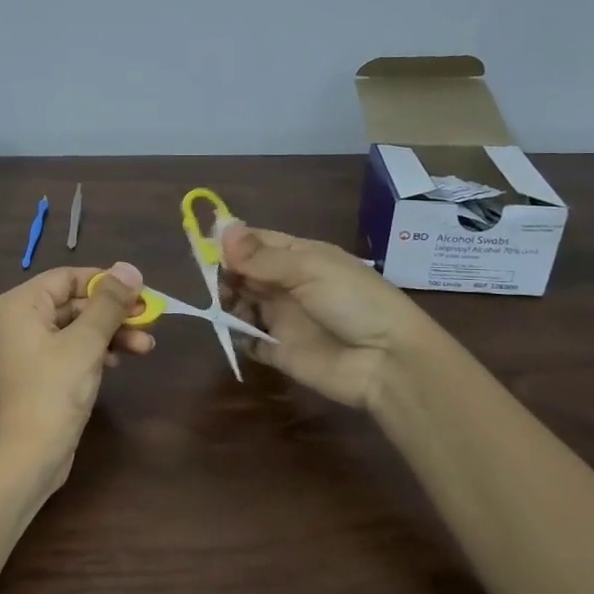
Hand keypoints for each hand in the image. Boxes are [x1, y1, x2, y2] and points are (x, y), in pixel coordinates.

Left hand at [0, 263, 153, 491]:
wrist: (22, 460)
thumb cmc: (52, 392)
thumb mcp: (86, 343)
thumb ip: (108, 303)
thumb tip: (129, 268)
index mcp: (16, 306)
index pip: (65, 278)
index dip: (104, 282)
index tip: (140, 292)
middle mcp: (10, 323)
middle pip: (69, 304)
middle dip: (111, 313)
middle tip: (149, 320)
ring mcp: (16, 352)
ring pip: (68, 330)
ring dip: (107, 334)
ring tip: (145, 347)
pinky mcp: (26, 377)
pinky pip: (60, 352)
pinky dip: (89, 353)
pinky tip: (117, 362)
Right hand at [220, 223, 423, 411]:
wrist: (388, 361)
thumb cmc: (354, 302)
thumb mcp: (310, 269)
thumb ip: (262, 256)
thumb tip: (221, 231)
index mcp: (300, 257)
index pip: (257, 241)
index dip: (231, 242)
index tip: (205, 245)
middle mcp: (287, 284)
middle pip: (244, 272)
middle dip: (226, 272)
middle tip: (217, 280)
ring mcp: (282, 318)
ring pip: (241, 303)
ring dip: (227, 302)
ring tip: (227, 305)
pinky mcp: (278, 351)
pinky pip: (248, 340)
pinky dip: (236, 335)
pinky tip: (233, 330)